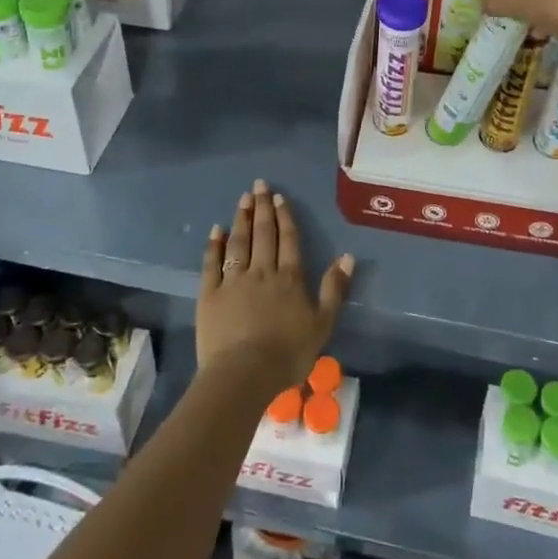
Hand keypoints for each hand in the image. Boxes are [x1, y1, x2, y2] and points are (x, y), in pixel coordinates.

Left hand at [198, 180, 353, 396]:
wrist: (244, 374)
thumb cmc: (288, 353)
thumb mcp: (322, 324)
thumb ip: (334, 289)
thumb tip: (347, 256)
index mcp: (289, 278)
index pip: (288, 240)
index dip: (284, 217)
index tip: (278, 197)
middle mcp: (262, 271)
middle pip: (263, 234)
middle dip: (262, 208)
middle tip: (258, 185)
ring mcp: (233, 281)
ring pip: (238, 242)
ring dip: (241, 219)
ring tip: (242, 199)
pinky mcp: (210, 294)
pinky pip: (212, 264)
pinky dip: (214, 245)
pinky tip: (215, 230)